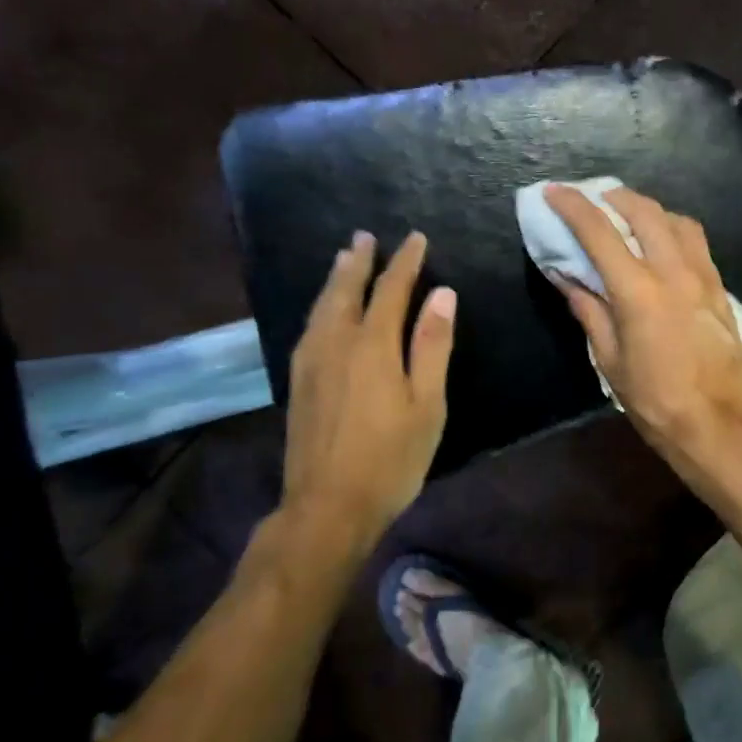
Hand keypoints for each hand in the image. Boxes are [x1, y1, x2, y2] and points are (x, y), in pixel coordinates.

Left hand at [280, 231, 455, 548]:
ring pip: (322, 306)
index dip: (405, 261)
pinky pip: (309, 326)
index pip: (391, 289)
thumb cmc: (391, 459)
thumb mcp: (427, 405)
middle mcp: (336, 343)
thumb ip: (432, 346)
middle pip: (346, 289)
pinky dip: (320, 305)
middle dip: (359, 261)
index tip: (416, 238)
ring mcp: (311, 362)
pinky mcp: (298, 382)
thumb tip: (443, 294)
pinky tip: (322, 310)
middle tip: (365, 236)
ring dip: (335, 278)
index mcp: (373, 346)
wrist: (327, 506)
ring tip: (343, 258)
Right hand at [544, 186, 741, 483]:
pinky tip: (662, 243)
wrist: (719, 425)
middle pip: (644, 211)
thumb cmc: (655, 400)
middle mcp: (674, 272)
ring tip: (628, 216)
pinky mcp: (721, 290)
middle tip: (593, 200)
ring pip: (677, 221)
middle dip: (614, 197)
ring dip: (648, 209)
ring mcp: (703, 277)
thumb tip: (566, 276)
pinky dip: (673, 229)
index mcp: (639, 291)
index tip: (553, 190)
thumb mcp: (610, 360)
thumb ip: (589, 311)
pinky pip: (696, 242)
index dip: (573, 207)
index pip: (599, 233)